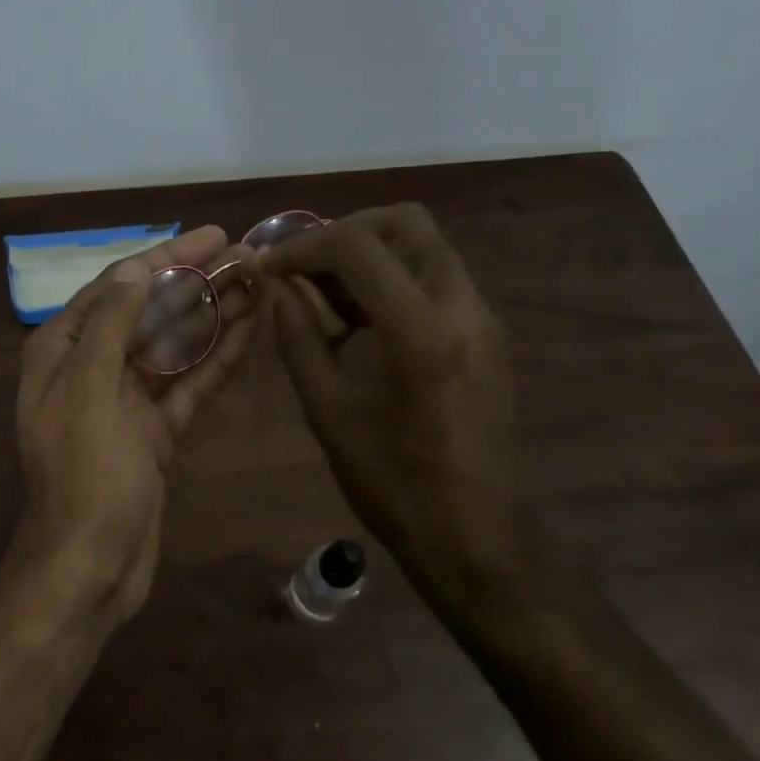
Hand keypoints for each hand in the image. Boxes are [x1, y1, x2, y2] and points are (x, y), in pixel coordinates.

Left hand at [14, 226, 254, 625]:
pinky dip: (216, 360)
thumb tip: (136, 269)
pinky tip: (250, 332)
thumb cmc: (85, 474)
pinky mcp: (154, 431)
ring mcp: (126, 400)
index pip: (118, 285)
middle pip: (149, 311)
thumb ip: (111, 324)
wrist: (89, 567)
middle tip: (246, 256)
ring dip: (213, 316)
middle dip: (195, 283)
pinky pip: (188, 385)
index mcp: (63, 350)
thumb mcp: (90, 389)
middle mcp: (92, 366)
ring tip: (258, 284)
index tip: (212, 236)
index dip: (166, 258)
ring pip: (174, 346)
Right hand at [257, 204, 521, 594]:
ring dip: (372, 253)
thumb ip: (298, 339)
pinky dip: (395, 277)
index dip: (303, 247)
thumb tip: (274, 289)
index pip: (357, 247)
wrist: (475, 538)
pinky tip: (363, 319)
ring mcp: (484, 320)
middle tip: (307, 265)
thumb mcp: (329, 412)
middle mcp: (463, 309)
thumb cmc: (393, 485)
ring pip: (426, 245)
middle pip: (406, 222)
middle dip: (346, 230)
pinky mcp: (489, 335)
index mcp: (421, 332)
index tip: (270, 268)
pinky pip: (438, 278)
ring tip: (329, 295)